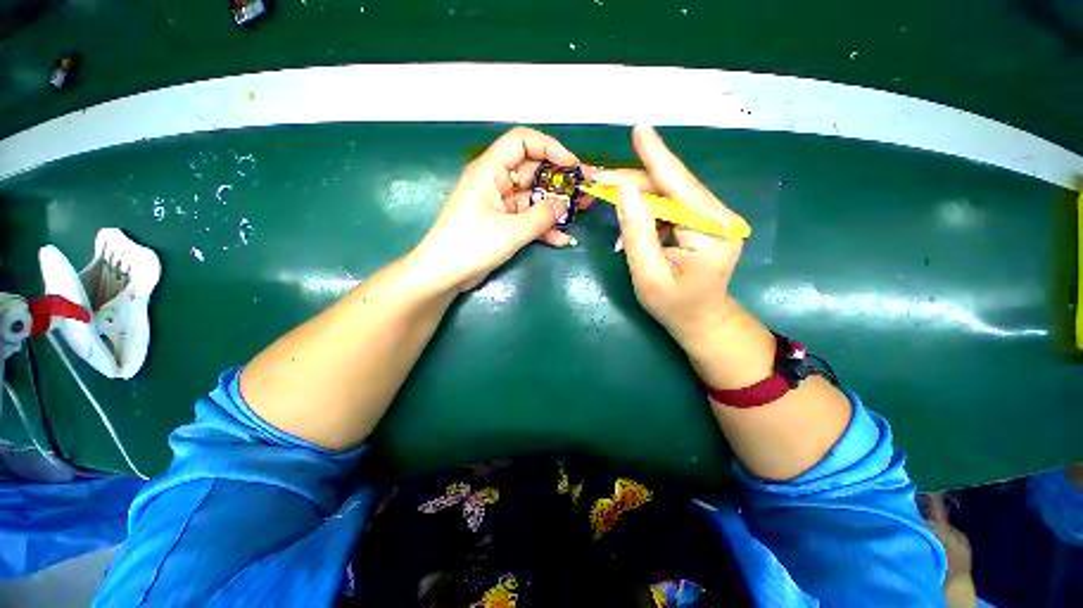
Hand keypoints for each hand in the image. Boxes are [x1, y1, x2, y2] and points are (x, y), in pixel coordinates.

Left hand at [413, 127, 580, 291]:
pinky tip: (562, 239)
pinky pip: (527, 220)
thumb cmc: (472, 245)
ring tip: (583, 210)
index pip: (522, 142)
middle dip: (560, 180)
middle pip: (533, 171)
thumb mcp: (511, 230)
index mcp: (490, 171)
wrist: (444, 274)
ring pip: (533, 198)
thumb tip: (564, 204)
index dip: (550, 148)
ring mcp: (499, 205)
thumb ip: (542, 216)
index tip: (572, 165)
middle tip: (586, 188)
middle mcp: (495, 182)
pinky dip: (543, 228)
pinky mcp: (502, 224)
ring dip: (556, 205)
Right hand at [594, 125, 744, 349]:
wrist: (702, 320)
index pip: (678, 188)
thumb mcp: (647, 275)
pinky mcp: (706, 223)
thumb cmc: (674, 306)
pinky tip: (633, 226)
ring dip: (638, 199)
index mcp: (711, 232)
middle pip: (672, 188)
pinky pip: (672, 208)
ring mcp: (715, 219)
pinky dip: (648, 212)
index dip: (656, 158)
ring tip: (609, 202)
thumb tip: (625, 191)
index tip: (639, 129)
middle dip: (633, 183)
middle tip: (599, 181)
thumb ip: (636, 233)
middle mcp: (720, 218)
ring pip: (670, 195)